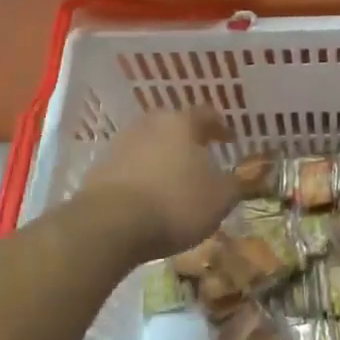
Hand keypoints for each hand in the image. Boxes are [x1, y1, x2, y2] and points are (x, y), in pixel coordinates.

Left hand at [76, 108, 239, 263]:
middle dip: (188, 140)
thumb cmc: (175, 202)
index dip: (220, 127)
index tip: (230, 139)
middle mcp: (149, 124)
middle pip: (173, 126)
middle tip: (200, 157)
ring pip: (149, 145)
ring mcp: (120, 144)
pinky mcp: (99, 169)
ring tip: (174, 180)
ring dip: (162, 158)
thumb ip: (235, 184)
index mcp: (181, 123)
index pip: (206, 114)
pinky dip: (142, 177)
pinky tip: (148, 197)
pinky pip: (129, 167)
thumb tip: (239, 178)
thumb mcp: (220, 198)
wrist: (110, 225)